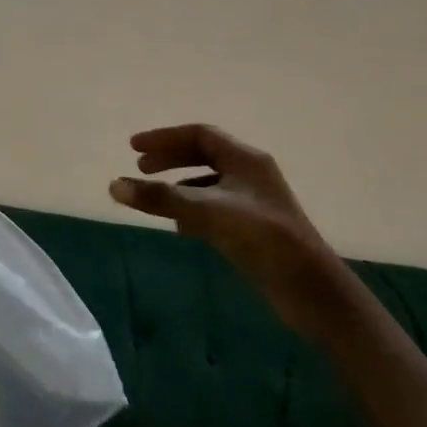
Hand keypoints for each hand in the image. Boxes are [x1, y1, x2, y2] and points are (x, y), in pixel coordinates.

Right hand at [109, 124, 347, 337]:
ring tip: (156, 197)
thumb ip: (160, 198)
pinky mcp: (254, 228)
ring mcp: (254, 201)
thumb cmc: (262, 239)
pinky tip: (181, 226)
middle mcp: (250, 174)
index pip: (199, 135)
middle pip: (203, 154)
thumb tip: (114, 185)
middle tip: (140, 169)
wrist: (312, 291)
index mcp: (245, 159)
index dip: (164, 138)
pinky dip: (193, 209)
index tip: (133, 148)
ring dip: (180, 184)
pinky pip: (215, 206)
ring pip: (209, 182)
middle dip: (169, 159)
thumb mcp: (207, 212)